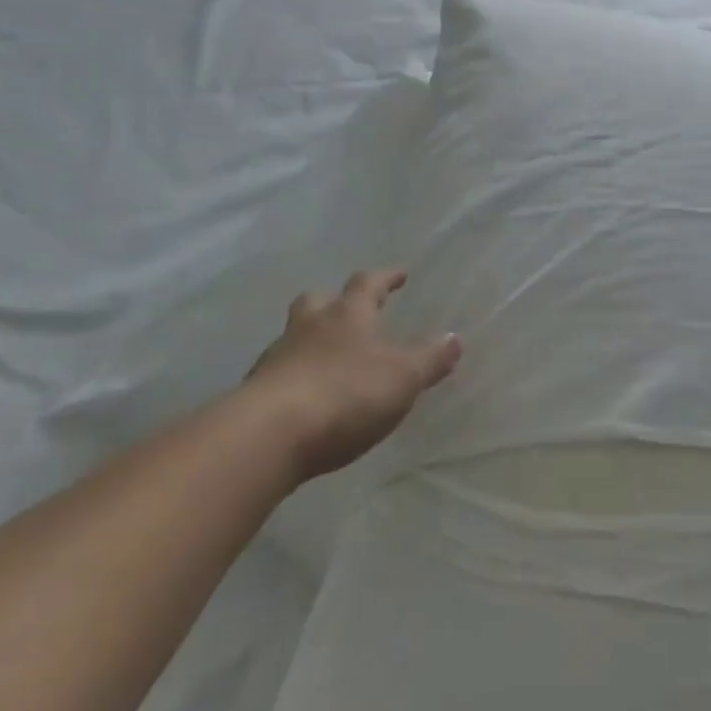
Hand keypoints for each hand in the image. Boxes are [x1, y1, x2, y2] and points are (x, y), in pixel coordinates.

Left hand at [241, 269, 461, 481]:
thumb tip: (454, 338)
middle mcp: (309, 327)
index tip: (399, 274)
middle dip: (334, 301)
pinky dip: (295, 375)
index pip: (368, 284)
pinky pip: (280, 372)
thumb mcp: (403, 377)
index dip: (385, 278)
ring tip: (328, 356)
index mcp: (348, 315)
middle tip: (348, 309)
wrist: (269, 435)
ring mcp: (277, 358)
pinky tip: (307, 395)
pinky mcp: (256, 392)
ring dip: (311, 338)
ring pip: (294, 335)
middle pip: (318, 301)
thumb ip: (430, 359)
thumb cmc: (346, 393)